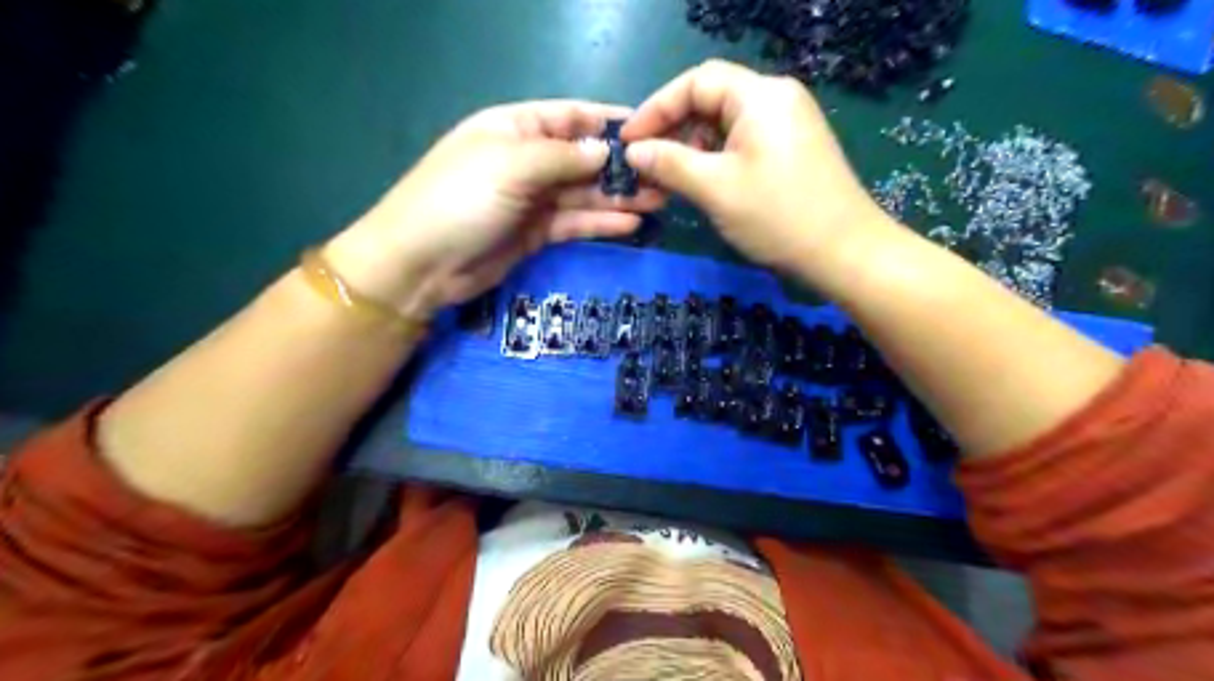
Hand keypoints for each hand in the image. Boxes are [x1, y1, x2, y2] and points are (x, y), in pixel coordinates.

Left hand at [321, 101, 662, 319]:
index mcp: (514, 129)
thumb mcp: (510, 166)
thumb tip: (604, 150)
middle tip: (663, 176)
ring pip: (582, 194)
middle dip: (620, 167)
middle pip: (581, 159)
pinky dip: (600, 224)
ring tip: (659, 200)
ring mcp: (531, 200)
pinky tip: (631, 225)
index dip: (606, 123)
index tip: (648, 131)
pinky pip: (574, 223)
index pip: (568, 117)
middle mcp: (526, 161)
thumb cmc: (460, 200)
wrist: (421, 265)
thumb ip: (561, 157)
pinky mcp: (535, 234)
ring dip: (618, 197)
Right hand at [626, 60, 887, 276]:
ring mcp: (786, 125)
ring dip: (690, 150)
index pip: (696, 82)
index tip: (628, 141)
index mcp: (760, 96)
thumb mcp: (716, 188)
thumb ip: (669, 164)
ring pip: (723, 126)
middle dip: (672, 131)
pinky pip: (740, 144)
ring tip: (666, 182)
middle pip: (710, 101)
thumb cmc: (778, 216)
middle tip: (644, 166)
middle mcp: (775, 100)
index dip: (656, 108)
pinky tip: (697, 185)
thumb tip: (633, 151)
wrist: (844, 253)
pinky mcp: (789, 150)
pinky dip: (713, 161)